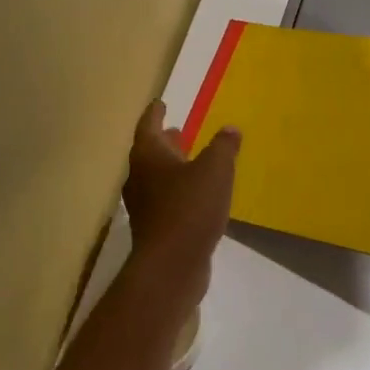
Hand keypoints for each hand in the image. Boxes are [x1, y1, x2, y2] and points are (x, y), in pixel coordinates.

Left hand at [122, 102, 239, 281]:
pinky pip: (165, 201)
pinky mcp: (154, 230)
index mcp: (148, 155)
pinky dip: (177, 192)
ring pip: (156, 178)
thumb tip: (230, 129)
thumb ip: (223, 146)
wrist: (171, 266)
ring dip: (171, 168)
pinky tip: (196, 197)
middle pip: (149, 152)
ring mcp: (144, 206)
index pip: (148, 125)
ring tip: (190, 162)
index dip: (155, 112)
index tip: (161, 103)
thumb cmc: (190, 207)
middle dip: (164, 142)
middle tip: (177, 131)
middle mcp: (139, 177)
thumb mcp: (215, 169)